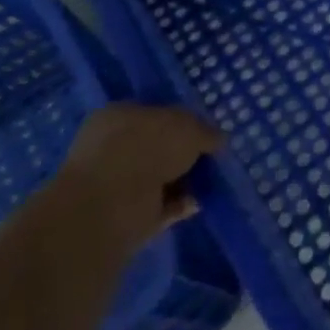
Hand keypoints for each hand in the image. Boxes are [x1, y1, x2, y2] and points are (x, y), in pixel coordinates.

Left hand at [57, 104, 224, 251]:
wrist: (112, 205)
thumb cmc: (148, 148)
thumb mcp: (190, 128)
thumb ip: (205, 132)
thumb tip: (217, 140)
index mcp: (120, 114)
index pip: (156, 113)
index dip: (184, 122)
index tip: (206, 133)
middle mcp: (113, 146)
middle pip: (157, 147)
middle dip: (183, 155)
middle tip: (210, 160)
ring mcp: (114, 183)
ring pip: (157, 178)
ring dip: (182, 182)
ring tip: (209, 184)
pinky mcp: (120, 216)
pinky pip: (157, 206)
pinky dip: (176, 205)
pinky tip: (195, 204)